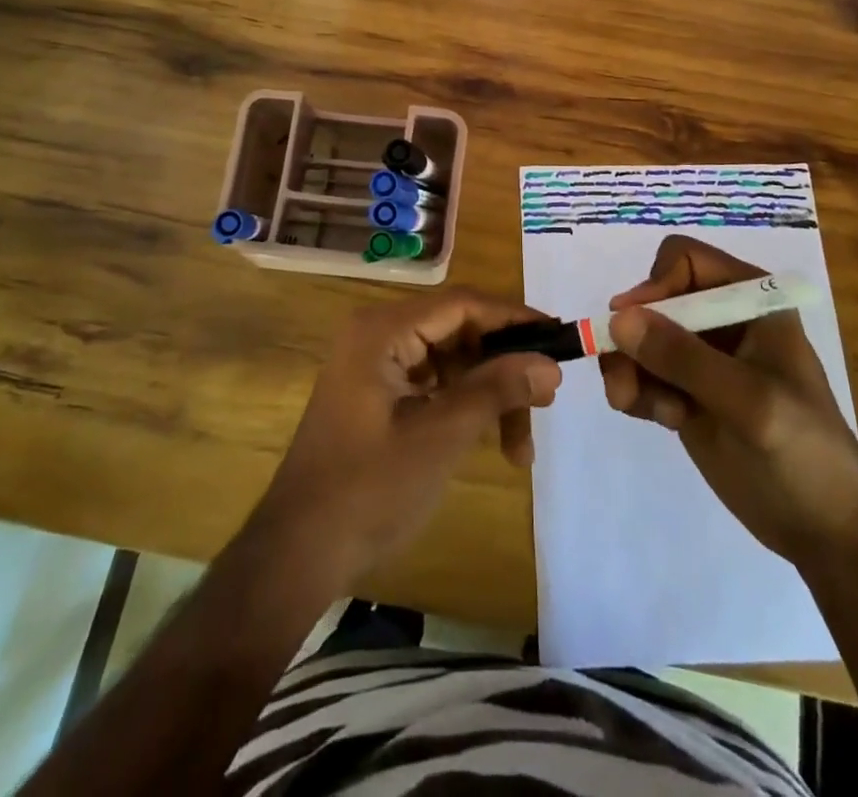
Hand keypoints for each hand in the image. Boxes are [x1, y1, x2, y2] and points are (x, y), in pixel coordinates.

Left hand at [249, 288, 561, 592]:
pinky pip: (435, 385)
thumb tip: (551, 363)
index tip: (560, 339)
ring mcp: (377, 365)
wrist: (298, 553)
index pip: (462, 304)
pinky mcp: (379, 394)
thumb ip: (496, 391)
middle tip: (546, 401)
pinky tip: (492, 443)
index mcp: (383, 330)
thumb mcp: (441, 436)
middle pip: (459, 332)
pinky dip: (465, 408)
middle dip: (504, 368)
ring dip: (489, 397)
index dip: (514, 319)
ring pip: (452, 362)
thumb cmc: (369, 489)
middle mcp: (379, 334)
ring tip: (521, 449)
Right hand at [600, 234, 857, 564]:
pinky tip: (658, 419)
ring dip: (627, 367)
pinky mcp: (686, 391)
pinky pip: (641, 372)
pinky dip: (635, 390)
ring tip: (635, 405)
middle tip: (624, 381)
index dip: (655, 286)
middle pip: (653, 299)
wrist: (827, 531)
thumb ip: (684, 358)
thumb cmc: (804, 453)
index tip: (634, 328)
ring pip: (639, 337)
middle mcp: (722, 317)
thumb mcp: (748, 401)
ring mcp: (702, 356)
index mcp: (751, 299)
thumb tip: (618, 318)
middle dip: (633, 337)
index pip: (684, 261)